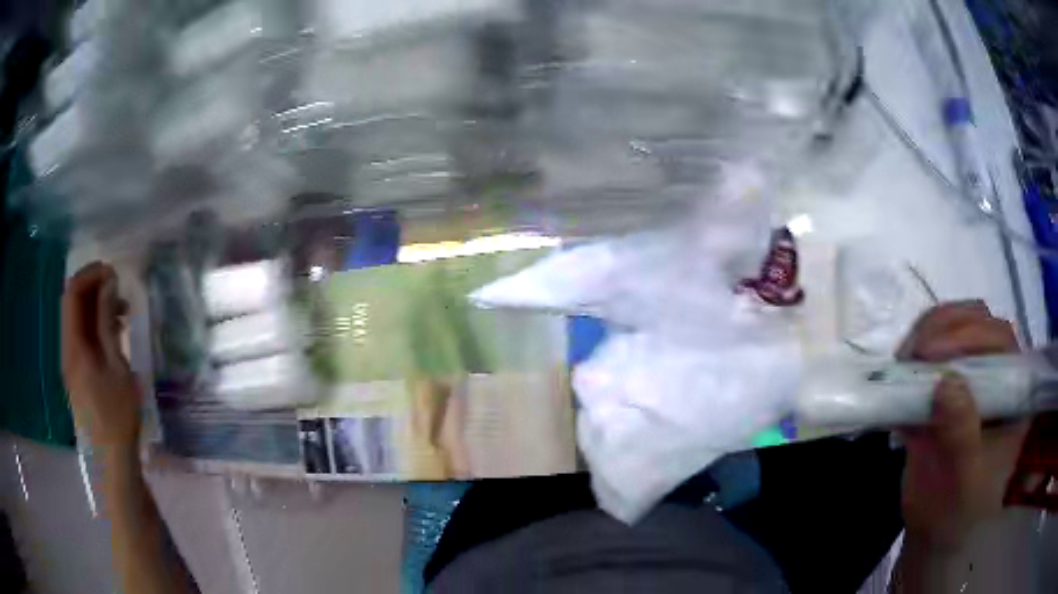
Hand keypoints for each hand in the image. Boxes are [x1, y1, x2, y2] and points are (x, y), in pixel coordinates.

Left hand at [61, 262, 141, 452]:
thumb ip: (107, 322)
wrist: (112, 461)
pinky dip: (95, 326)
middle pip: (72, 304)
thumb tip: (108, 283)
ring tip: (121, 312)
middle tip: (120, 290)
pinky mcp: (77, 373)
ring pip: (77, 320)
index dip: (90, 274)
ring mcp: (70, 362)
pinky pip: (81, 337)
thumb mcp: (117, 366)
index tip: (114, 273)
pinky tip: (113, 334)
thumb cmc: (118, 416)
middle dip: (93, 287)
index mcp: (73, 346)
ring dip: (95, 307)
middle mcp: (66, 349)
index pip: (73, 293)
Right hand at [896, 301, 1028, 551]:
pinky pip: (936, 346)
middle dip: (944, 328)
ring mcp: (974, 376)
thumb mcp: (961, 482)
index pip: (1001, 342)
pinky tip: (901, 368)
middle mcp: (998, 374)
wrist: (935, 533)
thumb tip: (945, 382)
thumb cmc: (956, 511)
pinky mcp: (950, 383)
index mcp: (1014, 394)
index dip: (970, 337)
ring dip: (928, 332)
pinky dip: (916, 349)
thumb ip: (961, 435)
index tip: (931, 355)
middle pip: (978, 322)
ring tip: (904, 359)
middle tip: (912, 353)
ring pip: (957, 326)